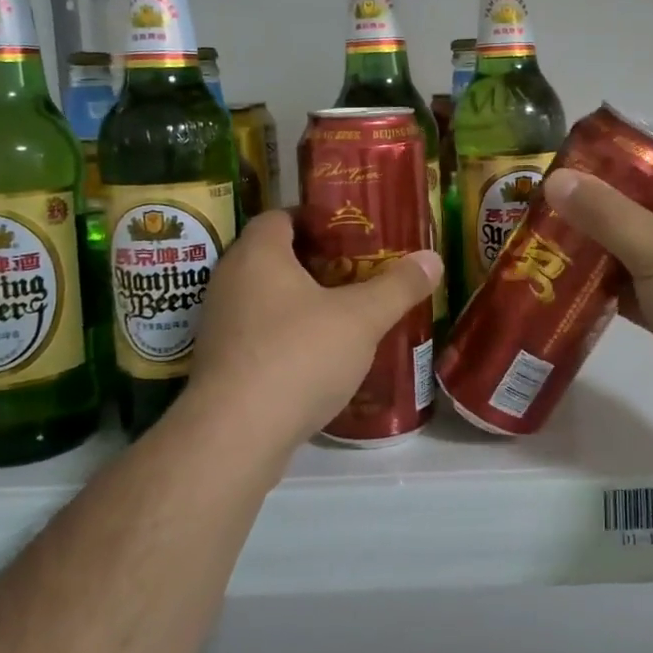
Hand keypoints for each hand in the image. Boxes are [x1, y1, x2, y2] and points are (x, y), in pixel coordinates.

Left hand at [181, 209, 441, 458]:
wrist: (235, 436)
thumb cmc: (298, 356)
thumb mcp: (361, 319)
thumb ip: (397, 287)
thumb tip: (432, 258)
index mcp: (258, 254)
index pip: (280, 216)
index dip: (315, 219)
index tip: (350, 232)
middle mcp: (230, 281)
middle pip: (273, 256)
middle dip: (314, 261)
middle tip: (357, 270)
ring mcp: (219, 324)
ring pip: (264, 298)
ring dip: (299, 301)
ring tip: (343, 312)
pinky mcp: (220, 364)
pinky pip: (257, 333)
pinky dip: (285, 335)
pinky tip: (318, 355)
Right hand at [543, 170, 652, 461]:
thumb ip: (608, 216)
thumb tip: (556, 178)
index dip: (618, 180)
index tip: (568, 180)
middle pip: (651, 226)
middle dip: (602, 224)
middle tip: (546, 218)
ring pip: (645, 268)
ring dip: (604, 264)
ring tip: (548, 253)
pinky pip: (645, 305)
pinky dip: (614, 300)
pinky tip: (572, 297)